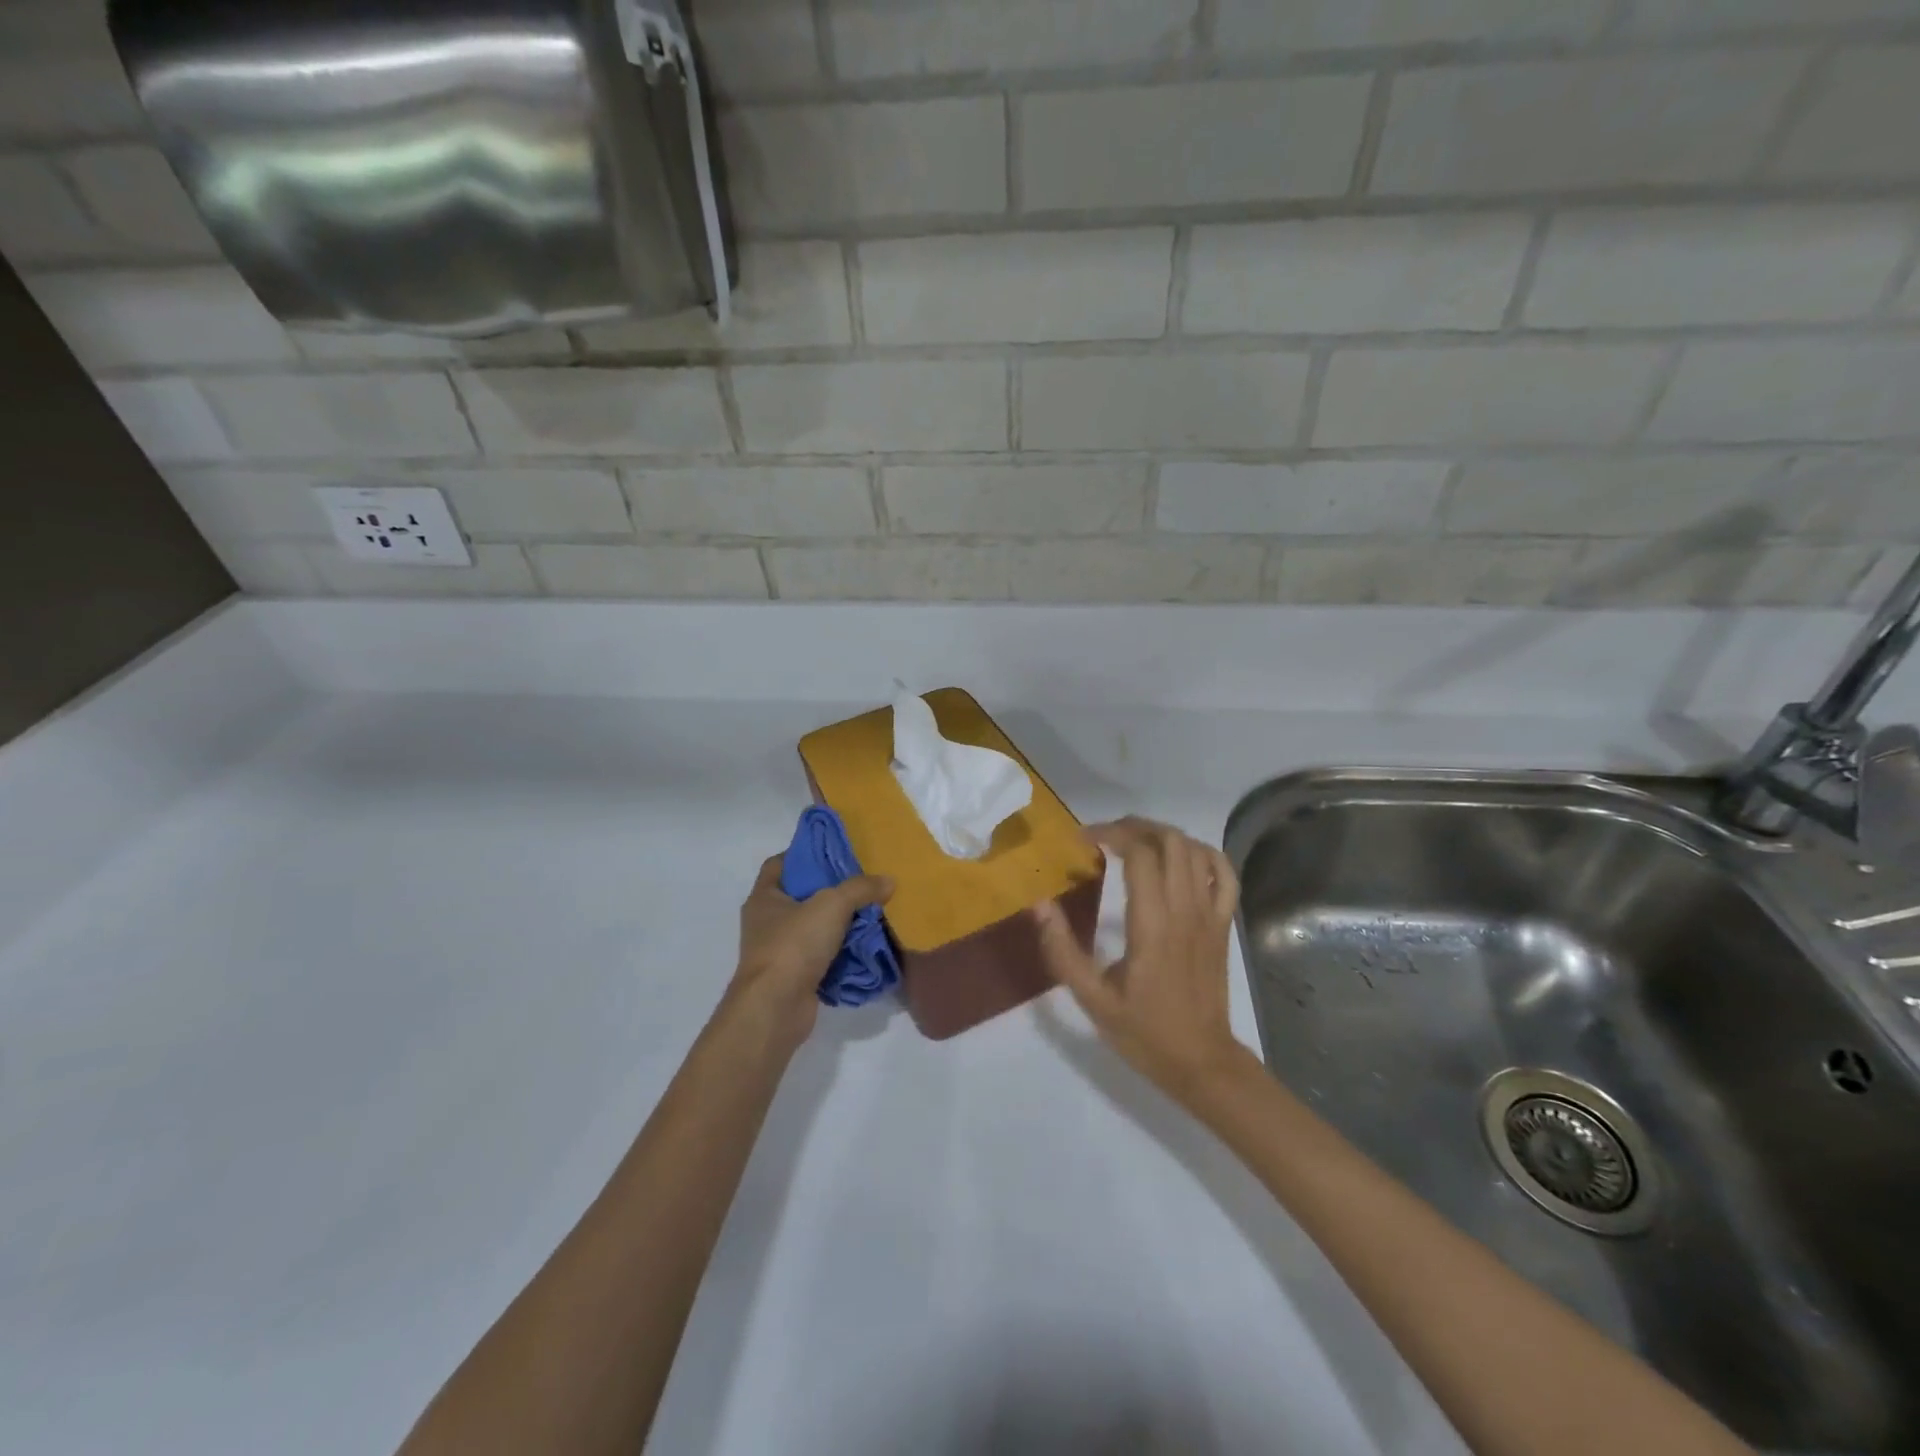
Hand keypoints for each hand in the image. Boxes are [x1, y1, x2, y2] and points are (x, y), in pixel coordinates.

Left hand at [727, 854, 892, 1050]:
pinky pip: (822, 956)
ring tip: (872, 910)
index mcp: (764, 897)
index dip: (805, 854)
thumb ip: (860, 888)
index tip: (834, 851)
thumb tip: (888, 880)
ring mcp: (779, 951)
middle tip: (863, 879)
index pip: (779, 864)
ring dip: (839, 922)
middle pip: (801, 895)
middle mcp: (767, 922)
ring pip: (814, 927)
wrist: (776, 1008)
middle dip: (831, 888)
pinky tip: (866, 944)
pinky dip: (841, 951)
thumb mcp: (832, 905)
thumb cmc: (793, 945)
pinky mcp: (795, 977)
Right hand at [1034, 817, 1245, 1106]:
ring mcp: (1210, 915)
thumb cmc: (1144, 1031)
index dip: (1110, 834)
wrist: (1201, 1062)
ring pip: (1196, 850)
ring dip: (1164, 835)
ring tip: (1136, 842)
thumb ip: (1062, 951)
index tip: (1083, 839)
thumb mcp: (1092, 999)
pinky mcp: (1223, 924)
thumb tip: (1039, 905)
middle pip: (1170, 841)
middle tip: (1106, 836)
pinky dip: (1205, 854)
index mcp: (1152, 925)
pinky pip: (1225, 874)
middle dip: (1135, 827)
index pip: (1139, 855)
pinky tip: (1182, 858)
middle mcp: (1185, 910)